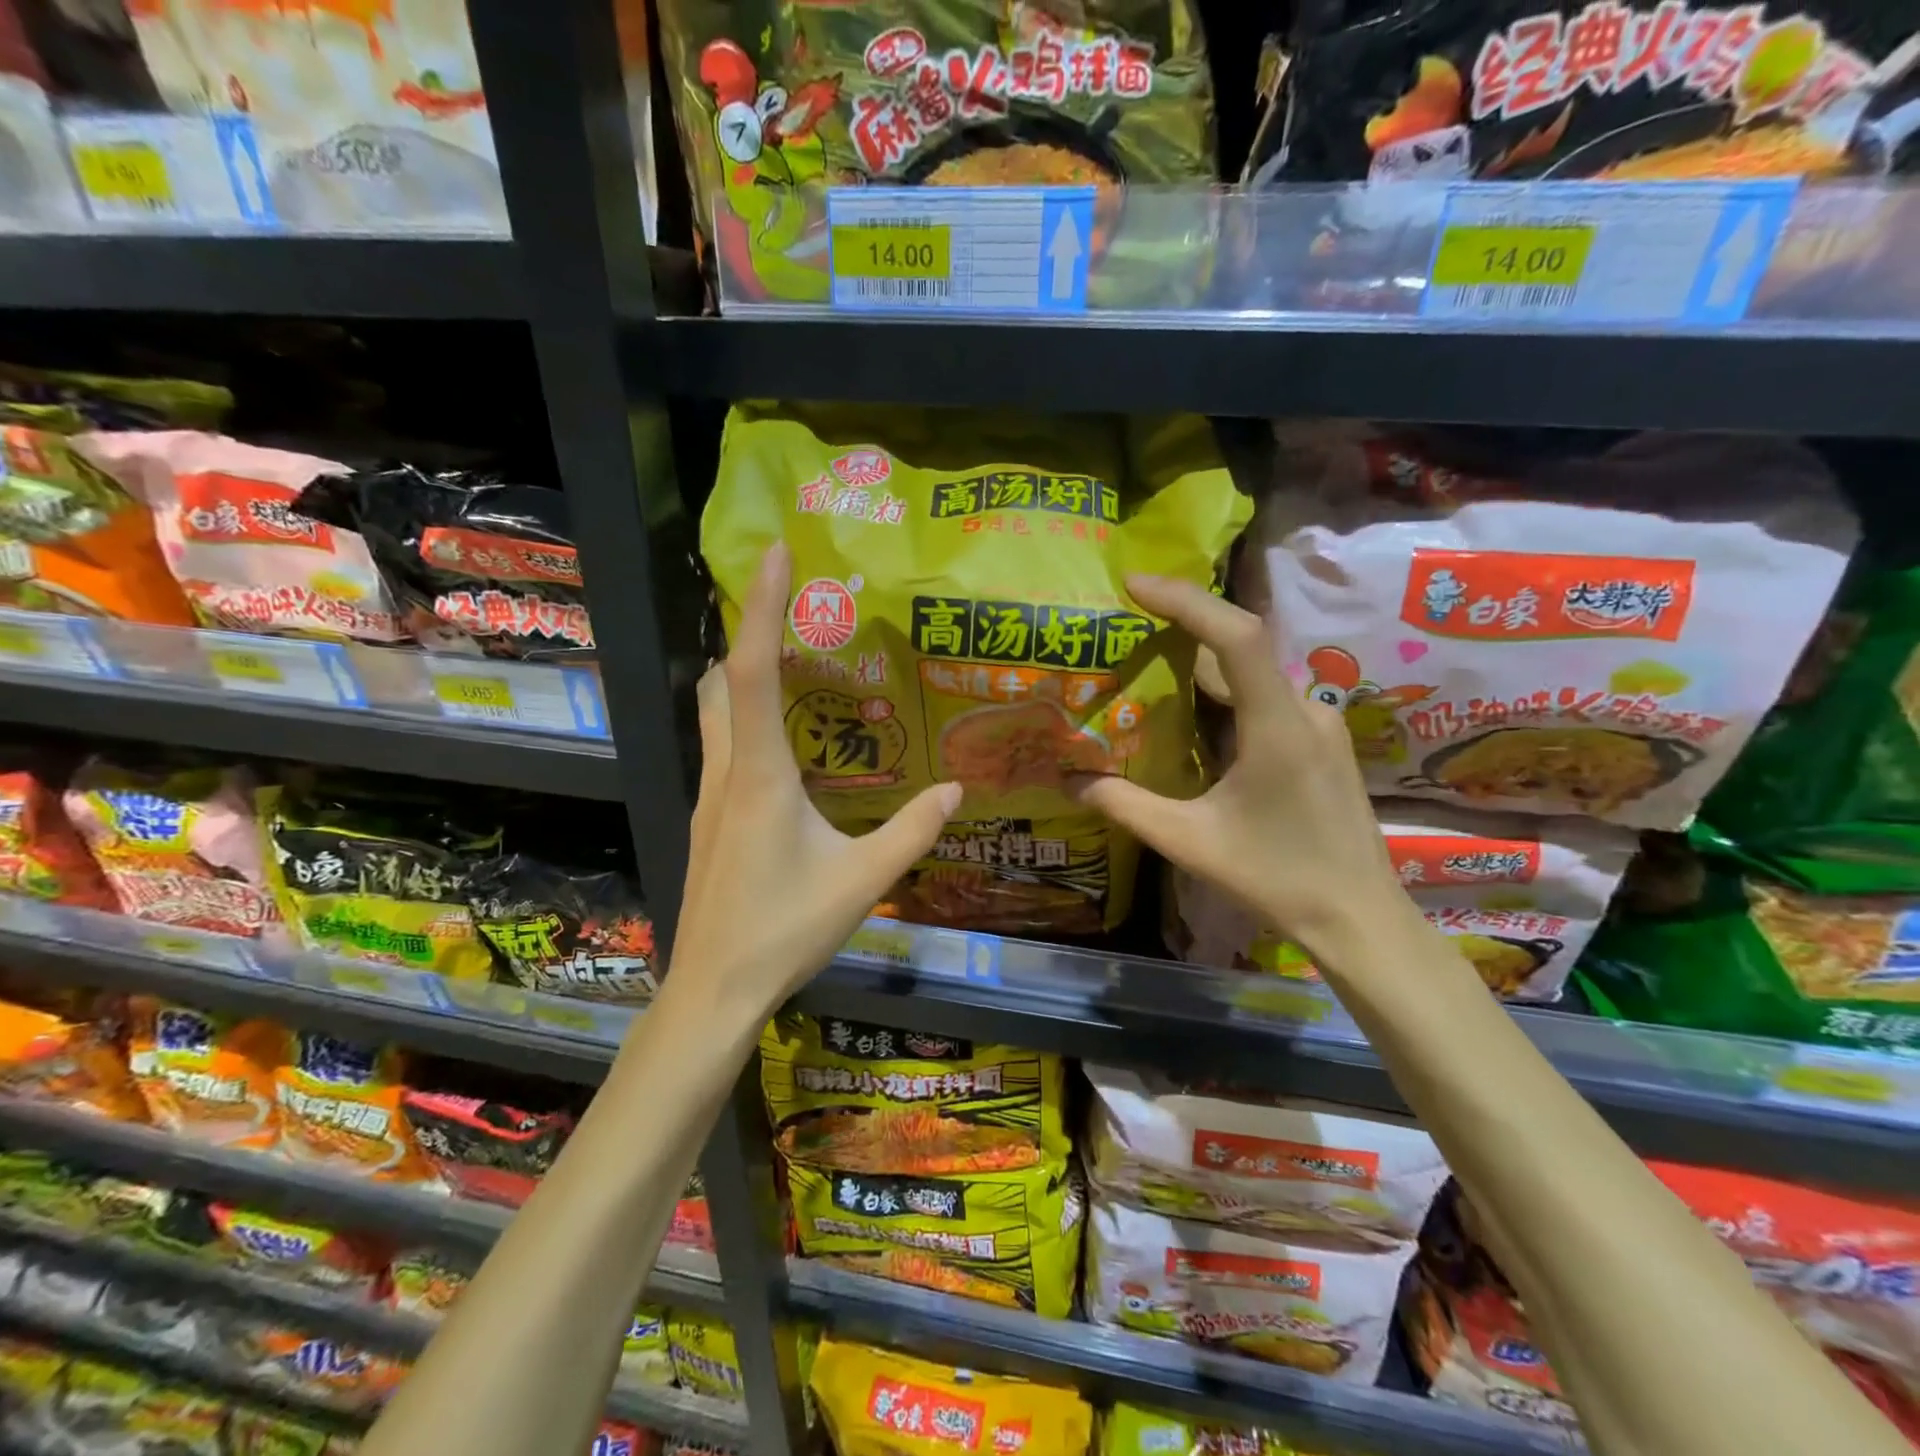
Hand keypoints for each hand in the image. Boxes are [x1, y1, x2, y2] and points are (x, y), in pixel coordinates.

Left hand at [669, 542, 961, 1020]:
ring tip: (794, 663)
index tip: (777, 554)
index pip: (755, 672)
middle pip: (723, 681)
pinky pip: (724, 748)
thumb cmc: (784, 932)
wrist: (713, 989)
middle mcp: (727, 773)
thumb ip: (913, 830)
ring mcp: (709, 797)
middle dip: (751, 632)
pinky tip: (784, 747)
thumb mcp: (863, 881)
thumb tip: (957, 788)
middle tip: (793, 606)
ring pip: (716, 714)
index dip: (764, 608)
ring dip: (744, 677)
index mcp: (762, 776)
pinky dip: (745, 720)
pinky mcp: (707, 820)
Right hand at [1073, 575, 1411, 965]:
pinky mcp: (1322, 741)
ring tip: (1149, 663)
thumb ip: (1126, 805)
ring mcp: (1321, 724)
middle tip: (1126, 623)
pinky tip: (1194, 715)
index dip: (1186, 600)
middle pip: (1240, 648)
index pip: (1236, 637)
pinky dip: (1226, 692)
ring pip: (1254, 673)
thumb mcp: (1189, 842)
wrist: (1359, 917)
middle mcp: (1306, 710)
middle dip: (1182, 626)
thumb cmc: (1276, 878)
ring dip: (1203, 663)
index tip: (1135, 585)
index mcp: (1277, 726)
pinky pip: (1267, 697)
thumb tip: (1069, 779)